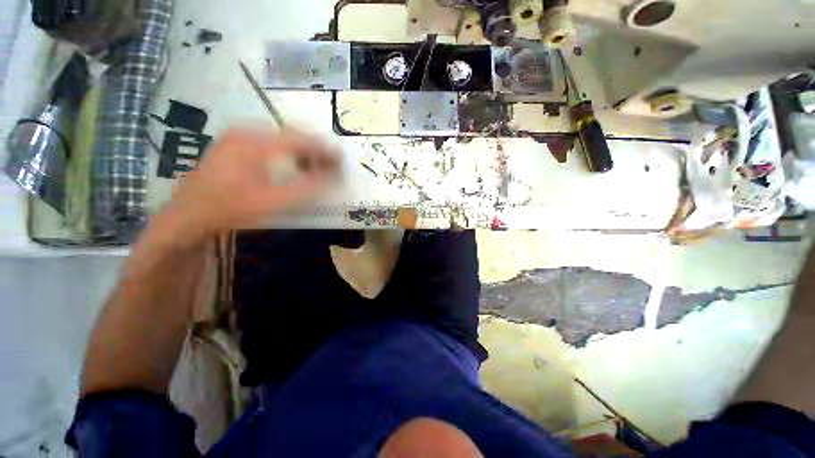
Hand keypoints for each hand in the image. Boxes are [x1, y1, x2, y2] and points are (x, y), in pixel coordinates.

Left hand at [156, 128, 339, 243]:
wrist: (188, 215)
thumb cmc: (230, 208)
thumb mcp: (272, 201)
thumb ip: (306, 187)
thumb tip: (332, 176)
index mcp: (254, 142)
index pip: (300, 139)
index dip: (323, 149)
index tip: (341, 159)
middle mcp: (246, 132)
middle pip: (291, 135)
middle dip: (314, 150)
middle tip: (330, 166)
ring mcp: (238, 136)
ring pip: (281, 138)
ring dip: (301, 152)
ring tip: (315, 168)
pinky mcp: (235, 144)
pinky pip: (270, 143)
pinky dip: (287, 153)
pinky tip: (292, 166)